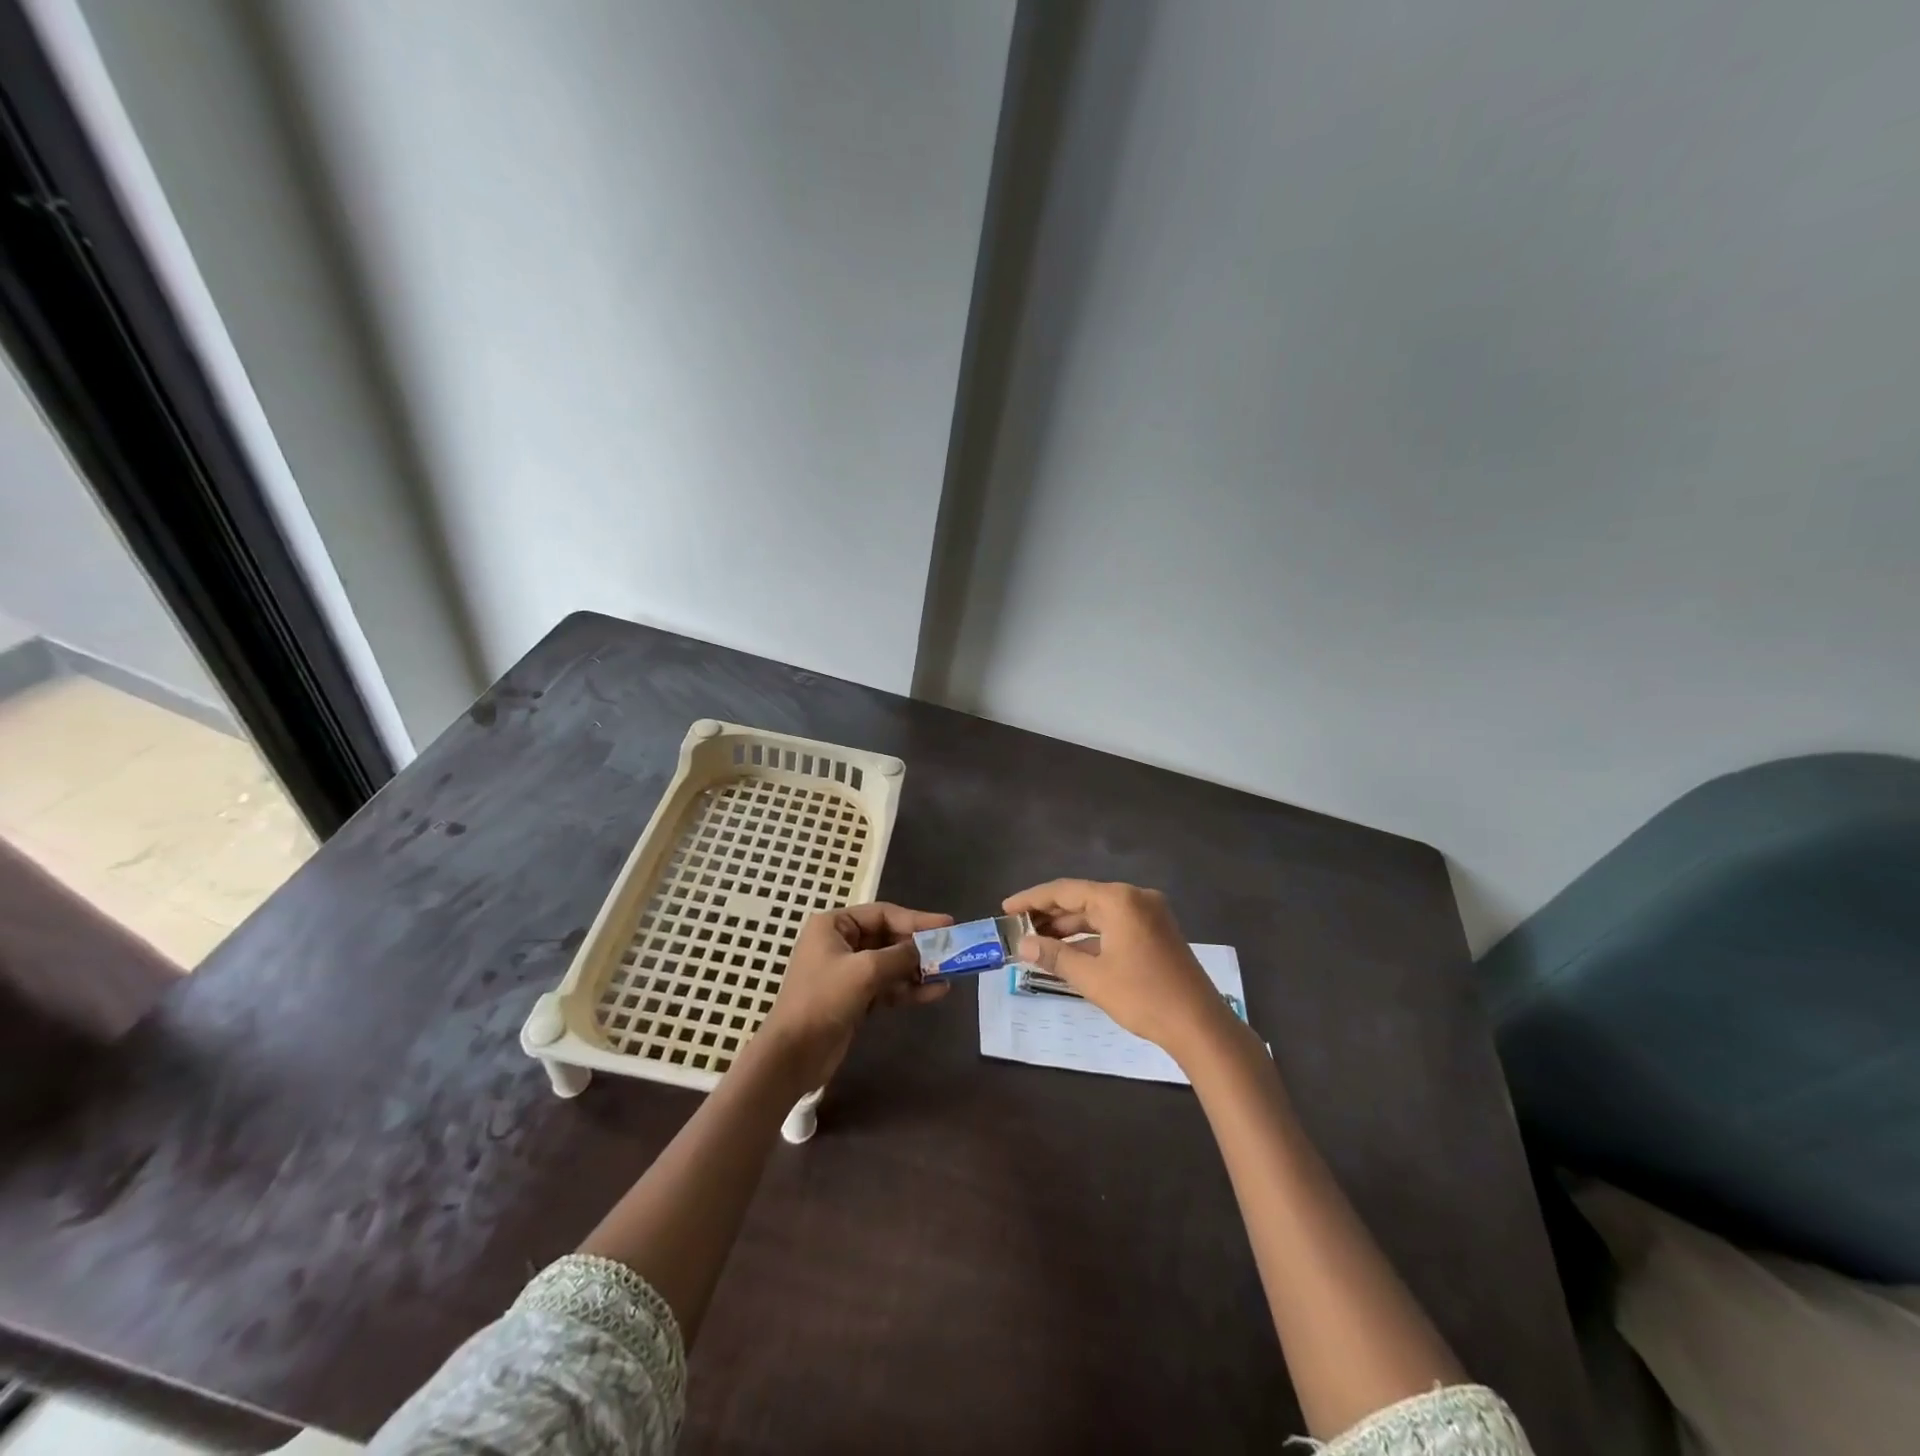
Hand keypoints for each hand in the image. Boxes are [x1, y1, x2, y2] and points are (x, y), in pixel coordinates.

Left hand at [754, 902, 951, 1091]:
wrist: (793, 1054)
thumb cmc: (823, 999)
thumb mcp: (865, 971)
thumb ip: (899, 956)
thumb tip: (924, 951)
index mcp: (834, 925)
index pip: (882, 914)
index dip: (916, 919)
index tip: (948, 925)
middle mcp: (840, 943)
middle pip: (888, 938)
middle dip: (919, 947)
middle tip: (952, 950)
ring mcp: (847, 973)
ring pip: (890, 964)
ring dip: (918, 969)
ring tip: (949, 973)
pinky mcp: (854, 999)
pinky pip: (887, 987)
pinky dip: (909, 989)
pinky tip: (935, 992)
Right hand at [1004, 880, 1232, 1061]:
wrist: (1200, 1025)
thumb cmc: (1143, 996)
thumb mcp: (1092, 977)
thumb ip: (1054, 956)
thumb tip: (1020, 945)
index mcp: (1119, 900)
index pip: (1065, 890)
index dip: (1032, 899)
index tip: (1006, 909)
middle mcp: (1135, 897)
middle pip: (1082, 899)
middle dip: (1049, 914)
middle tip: (1018, 929)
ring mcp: (1149, 914)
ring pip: (1098, 913)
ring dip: (1069, 928)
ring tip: (1036, 942)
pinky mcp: (1156, 932)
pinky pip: (1114, 925)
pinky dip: (1090, 937)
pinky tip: (1068, 952)